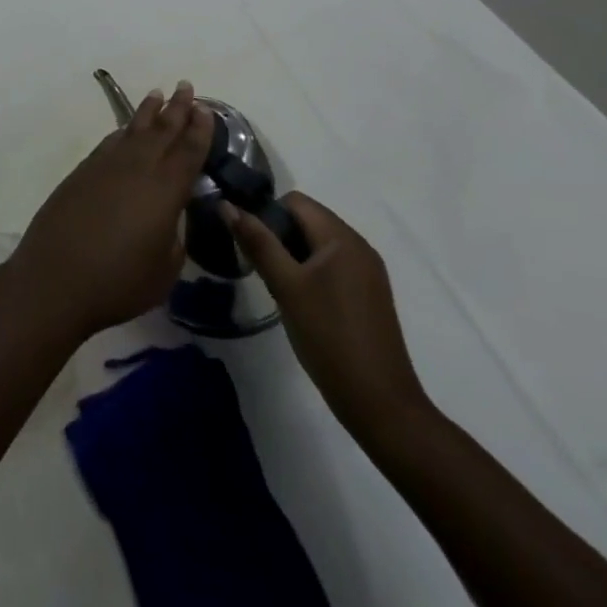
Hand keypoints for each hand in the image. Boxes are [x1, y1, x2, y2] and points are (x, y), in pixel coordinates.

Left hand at [8, 82, 212, 340]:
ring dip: (148, 112)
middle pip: (161, 130)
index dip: (199, 129)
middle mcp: (137, 168)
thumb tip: (172, 215)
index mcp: (164, 190)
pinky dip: (123, 131)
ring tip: (157, 94)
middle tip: (186, 85)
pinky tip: (126, 130)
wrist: (56, 278)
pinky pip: (110, 142)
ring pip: (132, 130)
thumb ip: (175, 235)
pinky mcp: (82, 172)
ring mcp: (106, 166)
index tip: (206, 109)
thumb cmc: (118, 282)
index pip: (188, 151)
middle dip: (177, 108)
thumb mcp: (165, 268)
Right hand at [227, 193, 429, 437]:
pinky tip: (302, 303)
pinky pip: (332, 265)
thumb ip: (257, 242)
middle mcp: (359, 246)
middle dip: (279, 236)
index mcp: (342, 237)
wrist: (380, 405)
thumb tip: (226, 204)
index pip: (295, 201)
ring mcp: (368, 272)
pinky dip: (311, 272)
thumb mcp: (286, 287)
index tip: (252, 246)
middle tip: (263, 270)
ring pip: (318, 244)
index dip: (267, 214)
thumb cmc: (329, 338)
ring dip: (293, 256)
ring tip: (279, 288)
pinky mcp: (369, 294)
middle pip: (307, 220)